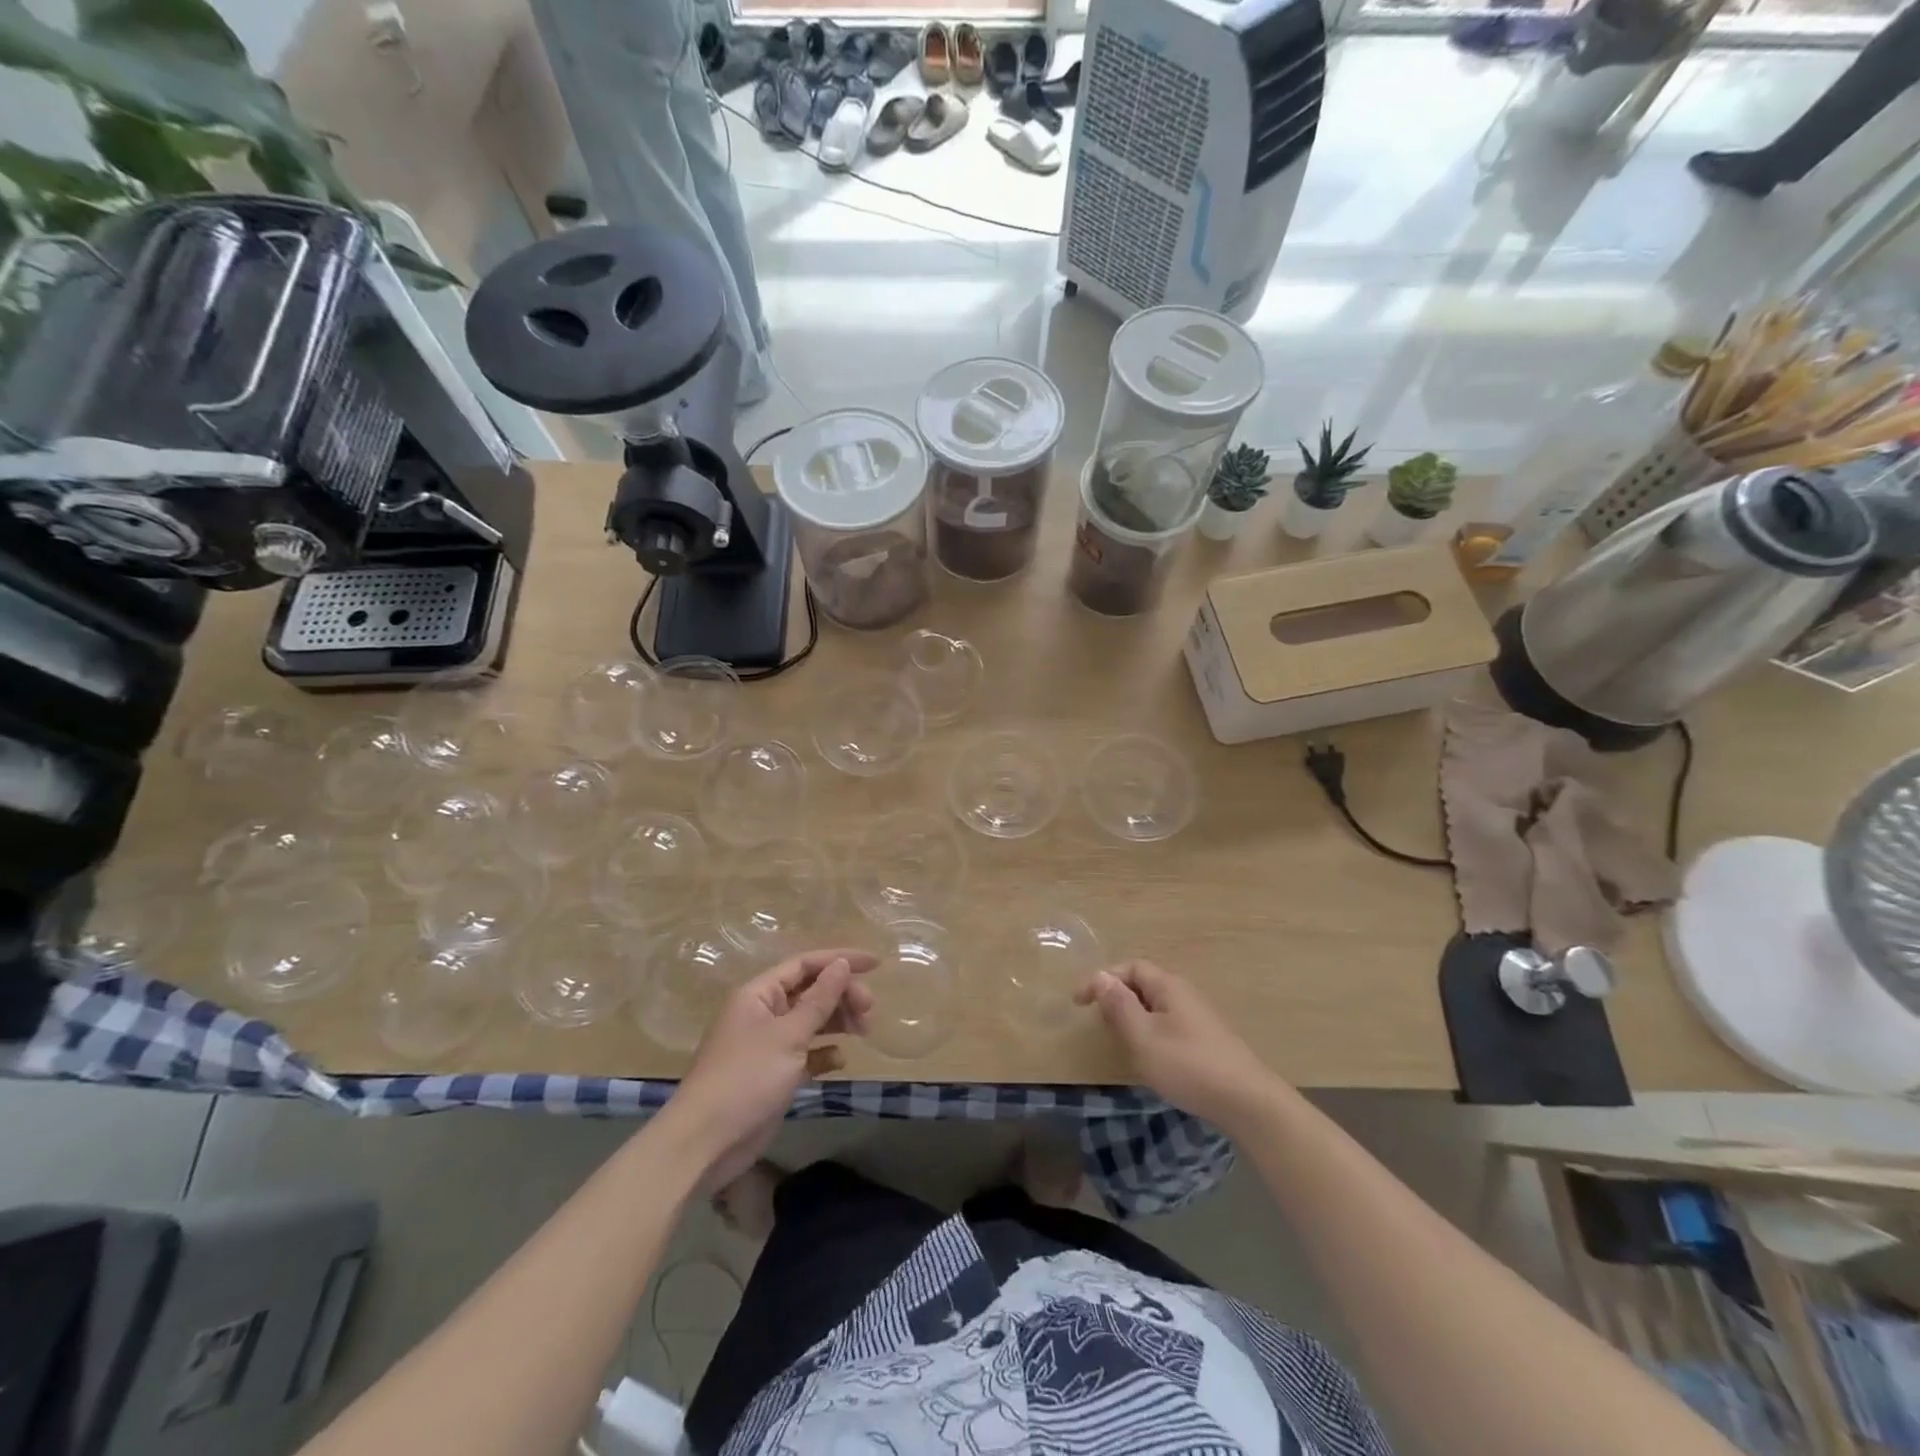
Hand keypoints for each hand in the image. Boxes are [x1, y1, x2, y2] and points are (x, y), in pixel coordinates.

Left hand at [670, 949, 876, 1184]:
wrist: (706, 1142)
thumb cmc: (746, 1078)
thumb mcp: (788, 1035)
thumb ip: (819, 999)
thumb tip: (842, 964)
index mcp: (759, 994)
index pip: (805, 964)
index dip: (840, 960)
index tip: (876, 964)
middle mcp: (763, 1013)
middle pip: (811, 991)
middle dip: (842, 995)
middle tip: (869, 1011)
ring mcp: (768, 1044)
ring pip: (811, 1020)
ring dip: (838, 1021)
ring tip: (864, 1030)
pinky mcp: (774, 1074)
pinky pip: (806, 1052)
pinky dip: (824, 1052)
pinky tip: (839, 1060)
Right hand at [1076, 960, 1279, 1129]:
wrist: (1247, 1101)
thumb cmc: (1187, 1065)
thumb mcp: (1143, 1036)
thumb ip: (1119, 1005)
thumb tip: (1100, 976)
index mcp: (1168, 986)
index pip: (1130, 967)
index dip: (1102, 979)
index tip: (1079, 1002)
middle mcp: (1185, 993)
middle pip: (1144, 983)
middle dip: (1118, 997)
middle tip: (1100, 1022)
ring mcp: (1200, 1017)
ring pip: (1157, 1006)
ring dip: (1134, 1016)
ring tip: (1122, 1041)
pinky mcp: (1208, 1040)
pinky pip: (1170, 1023)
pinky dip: (1151, 1031)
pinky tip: (1152, 1057)